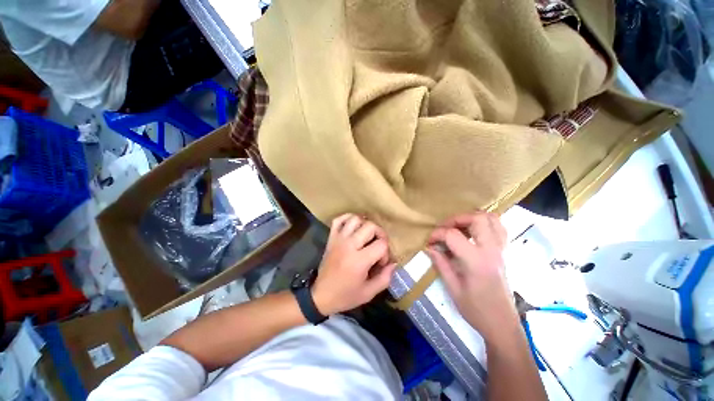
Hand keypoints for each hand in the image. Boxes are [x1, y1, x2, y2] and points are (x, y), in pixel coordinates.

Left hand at [312, 214, 396, 315]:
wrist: (320, 296)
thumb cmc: (345, 295)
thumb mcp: (369, 293)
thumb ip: (385, 278)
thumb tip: (394, 263)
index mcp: (359, 260)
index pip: (381, 244)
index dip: (386, 252)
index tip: (380, 263)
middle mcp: (349, 245)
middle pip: (370, 226)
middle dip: (380, 234)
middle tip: (378, 246)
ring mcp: (338, 239)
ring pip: (355, 219)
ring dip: (365, 224)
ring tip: (367, 236)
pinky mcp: (331, 238)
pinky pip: (339, 220)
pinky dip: (347, 218)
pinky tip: (353, 226)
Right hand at [426, 212, 517, 341]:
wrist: (502, 325)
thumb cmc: (476, 310)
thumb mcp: (453, 289)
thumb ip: (441, 263)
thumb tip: (429, 247)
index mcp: (476, 261)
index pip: (453, 235)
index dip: (437, 234)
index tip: (429, 241)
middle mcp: (492, 251)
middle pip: (477, 218)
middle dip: (456, 219)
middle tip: (445, 229)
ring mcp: (501, 250)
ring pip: (492, 218)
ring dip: (472, 217)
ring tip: (458, 227)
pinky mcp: (504, 252)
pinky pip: (498, 227)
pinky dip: (485, 223)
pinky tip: (473, 232)